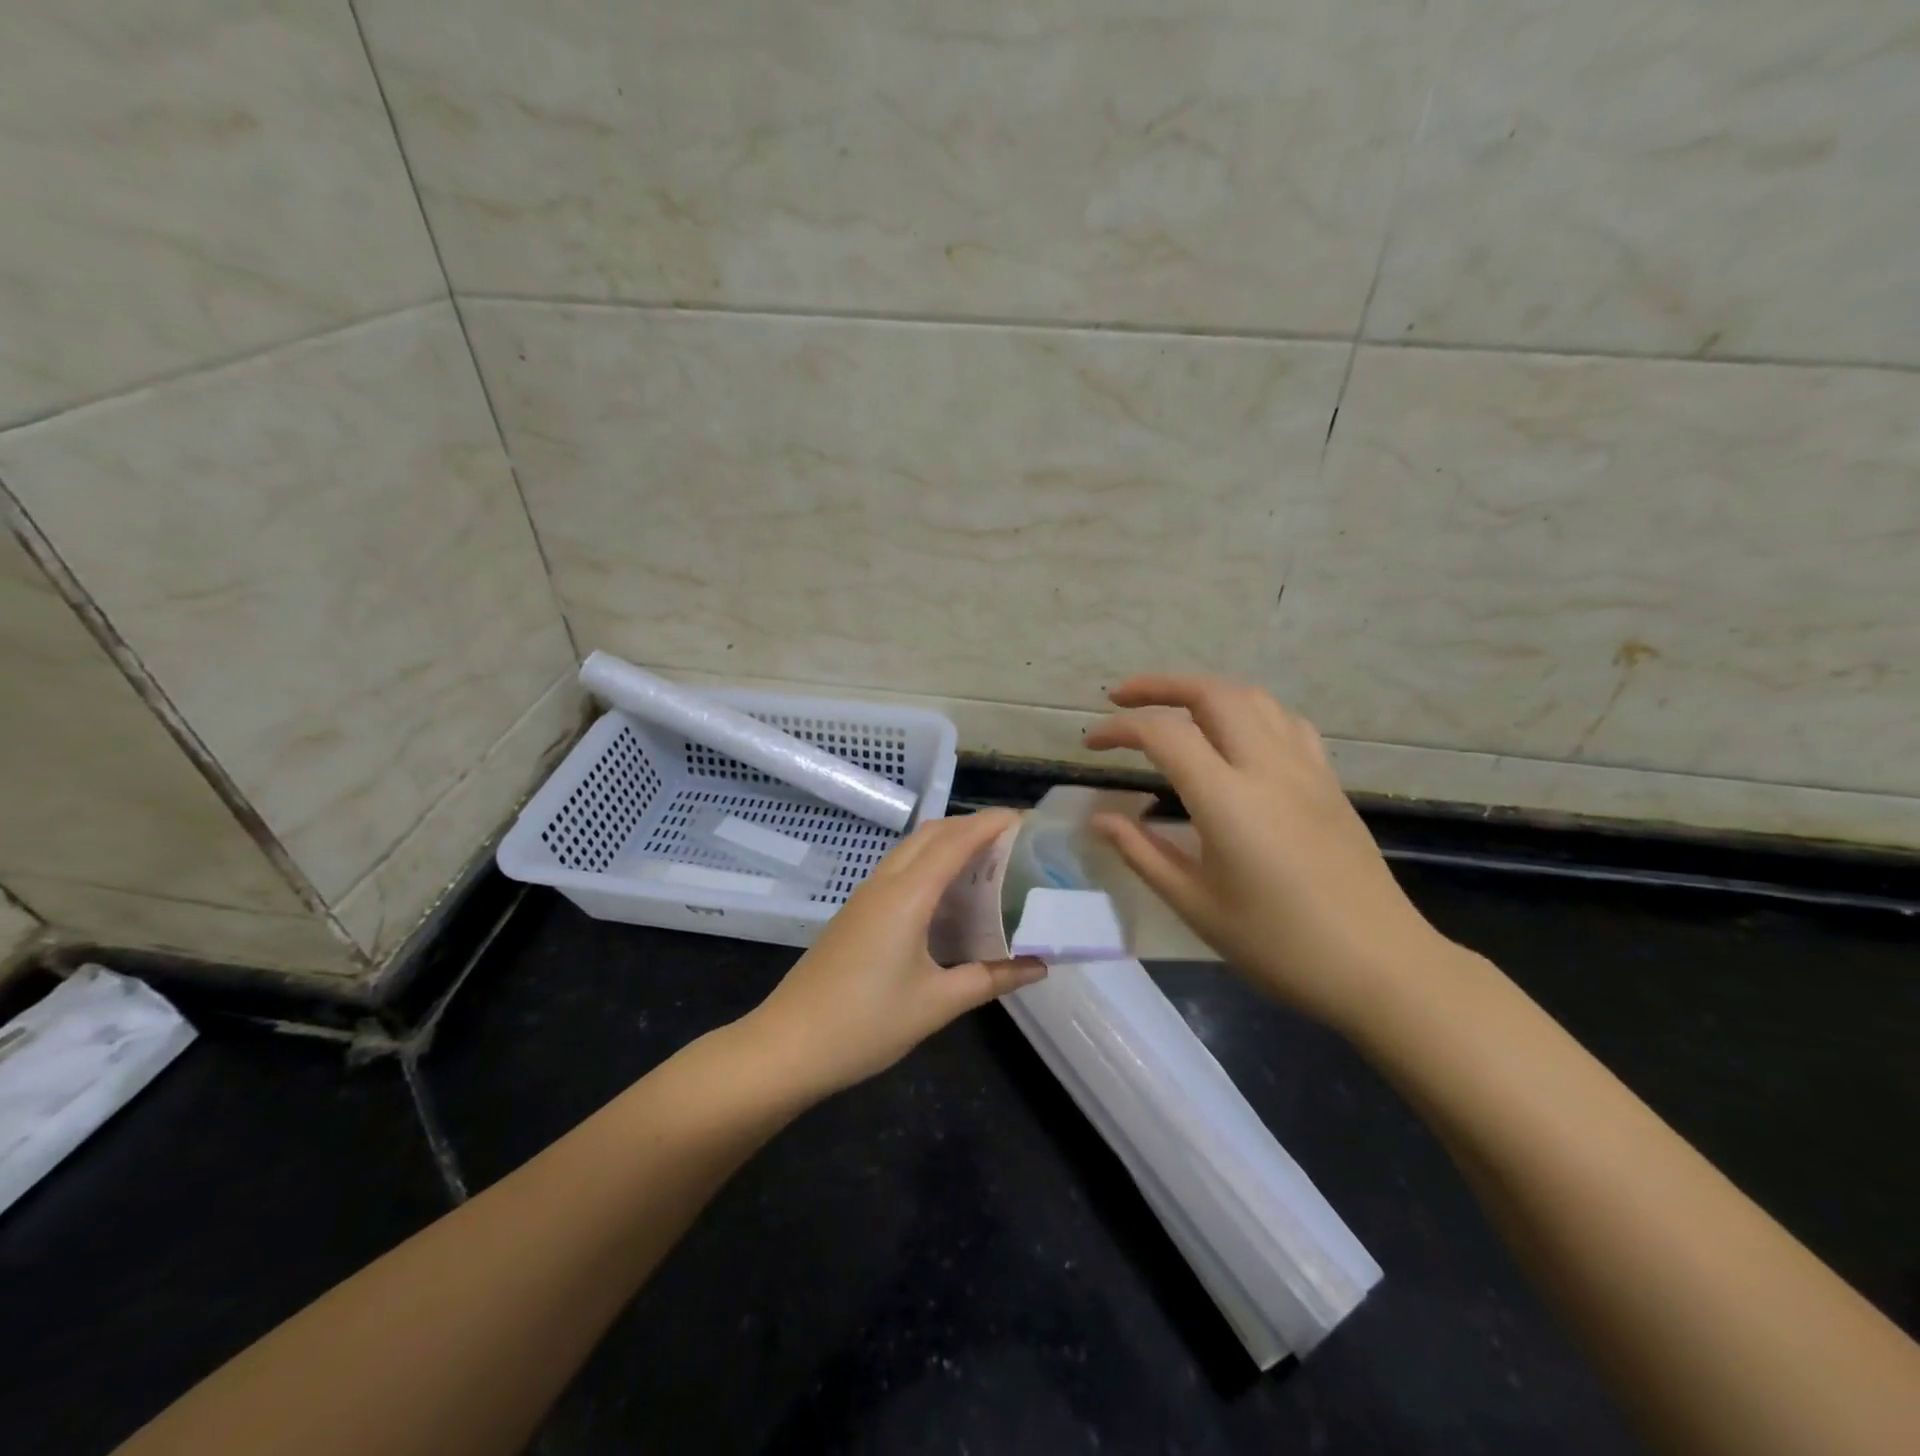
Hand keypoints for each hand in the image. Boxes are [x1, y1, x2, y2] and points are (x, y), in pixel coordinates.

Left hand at [743, 809, 1046, 1098]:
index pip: (956, 840)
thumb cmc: (866, 1024)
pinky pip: (899, 870)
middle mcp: (885, 883)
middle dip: (972, 826)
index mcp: (907, 895)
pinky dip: (930, 865)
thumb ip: (991, 978)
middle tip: (1013, 842)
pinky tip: (949, 898)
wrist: (787, 1046)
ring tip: (988, 863)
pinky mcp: (856, 914)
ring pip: (912, 849)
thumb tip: (1039, 966)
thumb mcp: (937, 1003)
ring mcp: (866, 897)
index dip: (992, 824)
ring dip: (949, 843)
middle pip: (932, 833)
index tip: (1027, 821)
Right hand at [1083, 674, 1450, 1031]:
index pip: (1163, 736)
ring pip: (1253, 698)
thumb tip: (1101, 819)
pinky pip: (1286, 723)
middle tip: (1121, 699)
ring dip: (1205, 691)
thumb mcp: (1196, 905)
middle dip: (1160, 686)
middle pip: (1212, 694)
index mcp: (1227, 800)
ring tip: (1173, 708)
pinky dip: (1250, 712)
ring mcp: (1305, 770)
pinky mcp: (1329, 782)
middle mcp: (1267, 768)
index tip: (1092, 744)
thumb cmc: (1279, 945)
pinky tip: (1237, 736)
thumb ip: (1142, 853)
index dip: (1120, 730)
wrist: (1381, 967)